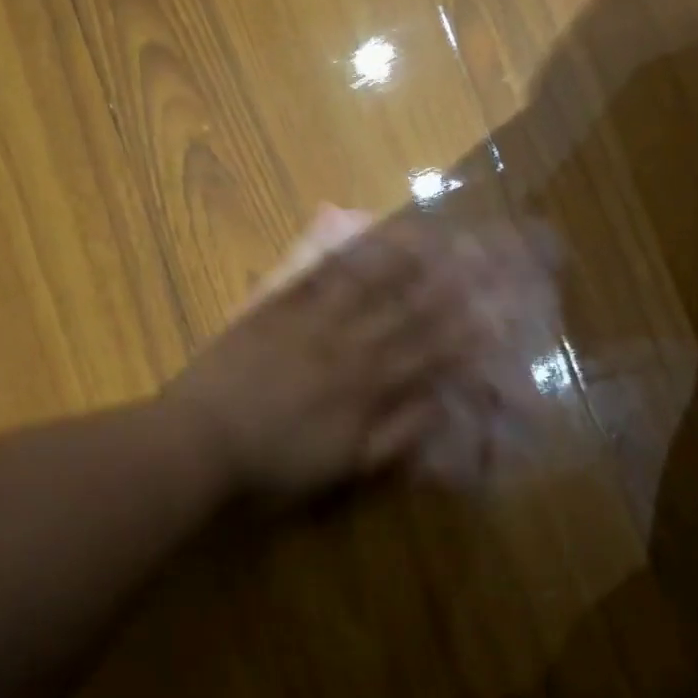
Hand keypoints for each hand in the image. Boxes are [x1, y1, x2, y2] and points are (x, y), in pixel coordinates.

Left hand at [163, 221, 485, 499]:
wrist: (203, 440)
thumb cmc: (276, 462)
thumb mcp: (345, 465)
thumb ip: (396, 435)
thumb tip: (438, 404)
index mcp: (367, 385)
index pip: (428, 351)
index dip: (463, 331)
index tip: (494, 308)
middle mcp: (348, 344)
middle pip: (405, 310)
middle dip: (445, 283)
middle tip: (477, 254)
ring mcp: (311, 321)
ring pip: (366, 284)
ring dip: (401, 258)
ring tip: (431, 232)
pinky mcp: (275, 308)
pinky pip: (314, 276)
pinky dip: (340, 255)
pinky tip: (358, 235)